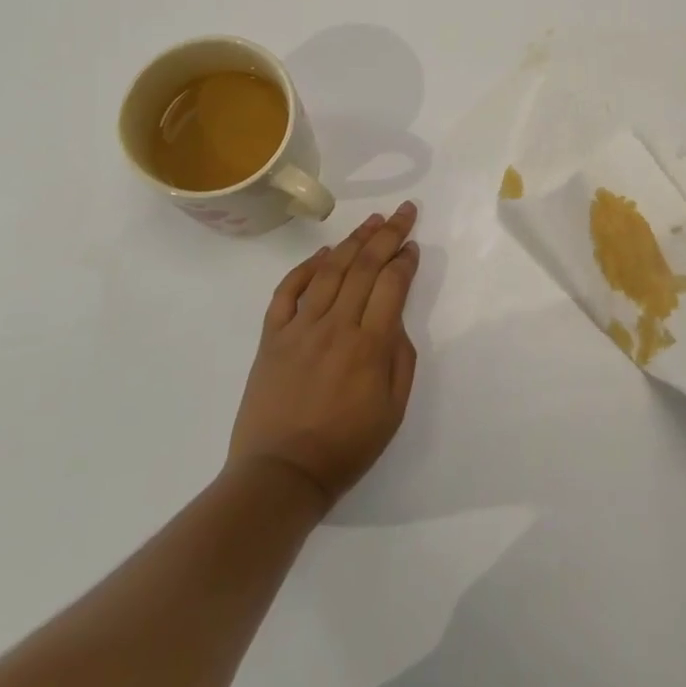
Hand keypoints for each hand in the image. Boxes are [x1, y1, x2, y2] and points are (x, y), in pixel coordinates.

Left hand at [228, 203, 420, 515]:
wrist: (280, 474)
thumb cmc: (345, 447)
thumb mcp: (393, 410)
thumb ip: (400, 358)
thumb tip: (394, 320)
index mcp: (369, 345)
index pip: (391, 285)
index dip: (405, 260)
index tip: (413, 245)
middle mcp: (336, 326)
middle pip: (364, 267)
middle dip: (387, 235)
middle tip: (402, 211)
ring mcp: (300, 328)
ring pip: (329, 271)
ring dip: (352, 241)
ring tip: (371, 221)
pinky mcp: (272, 337)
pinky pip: (288, 292)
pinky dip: (305, 268)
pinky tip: (323, 254)